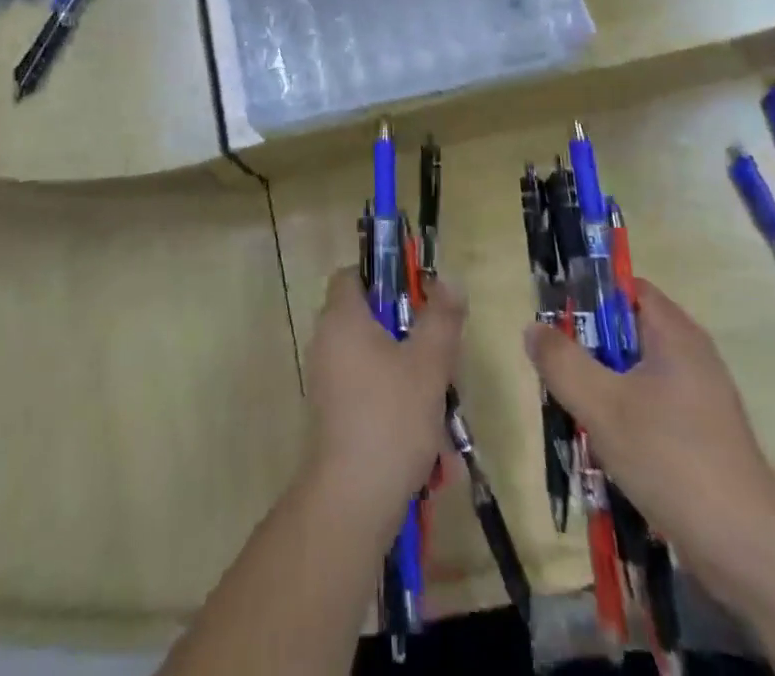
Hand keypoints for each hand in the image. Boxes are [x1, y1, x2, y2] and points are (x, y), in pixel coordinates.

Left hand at [302, 267, 464, 530]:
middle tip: (439, 355)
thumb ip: (441, 318)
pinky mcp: (332, 414)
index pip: (352, 276)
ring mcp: (326, 380)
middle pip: (368, 318)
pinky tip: (424, 435)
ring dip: (406, 373)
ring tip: (440, 401)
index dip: (383, 278)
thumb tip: (448, 282)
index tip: (418, 296)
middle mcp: (326, 341)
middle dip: (407, 333)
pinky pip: (366, 390)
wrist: (352, 499)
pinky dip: (393, 401)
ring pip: (372, 359)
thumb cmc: (391, 417)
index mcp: (342, 318)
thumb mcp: (429, 363)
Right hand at [525, 280, 774, 566]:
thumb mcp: (601, 404)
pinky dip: (626, 419)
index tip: (559, 326)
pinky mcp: (703, 435)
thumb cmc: (671, 459)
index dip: (588, 297)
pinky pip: (651, 408)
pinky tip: (609, 452)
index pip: (624, 288)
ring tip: (580, 418)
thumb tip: (534, 328)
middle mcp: (691, 355)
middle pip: (625, 332)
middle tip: (562, 377)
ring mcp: (700, 398)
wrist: (749, 551)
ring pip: (634, 374)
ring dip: (603, 390)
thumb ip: (561, 360)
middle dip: (588, 351)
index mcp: (674, 333)